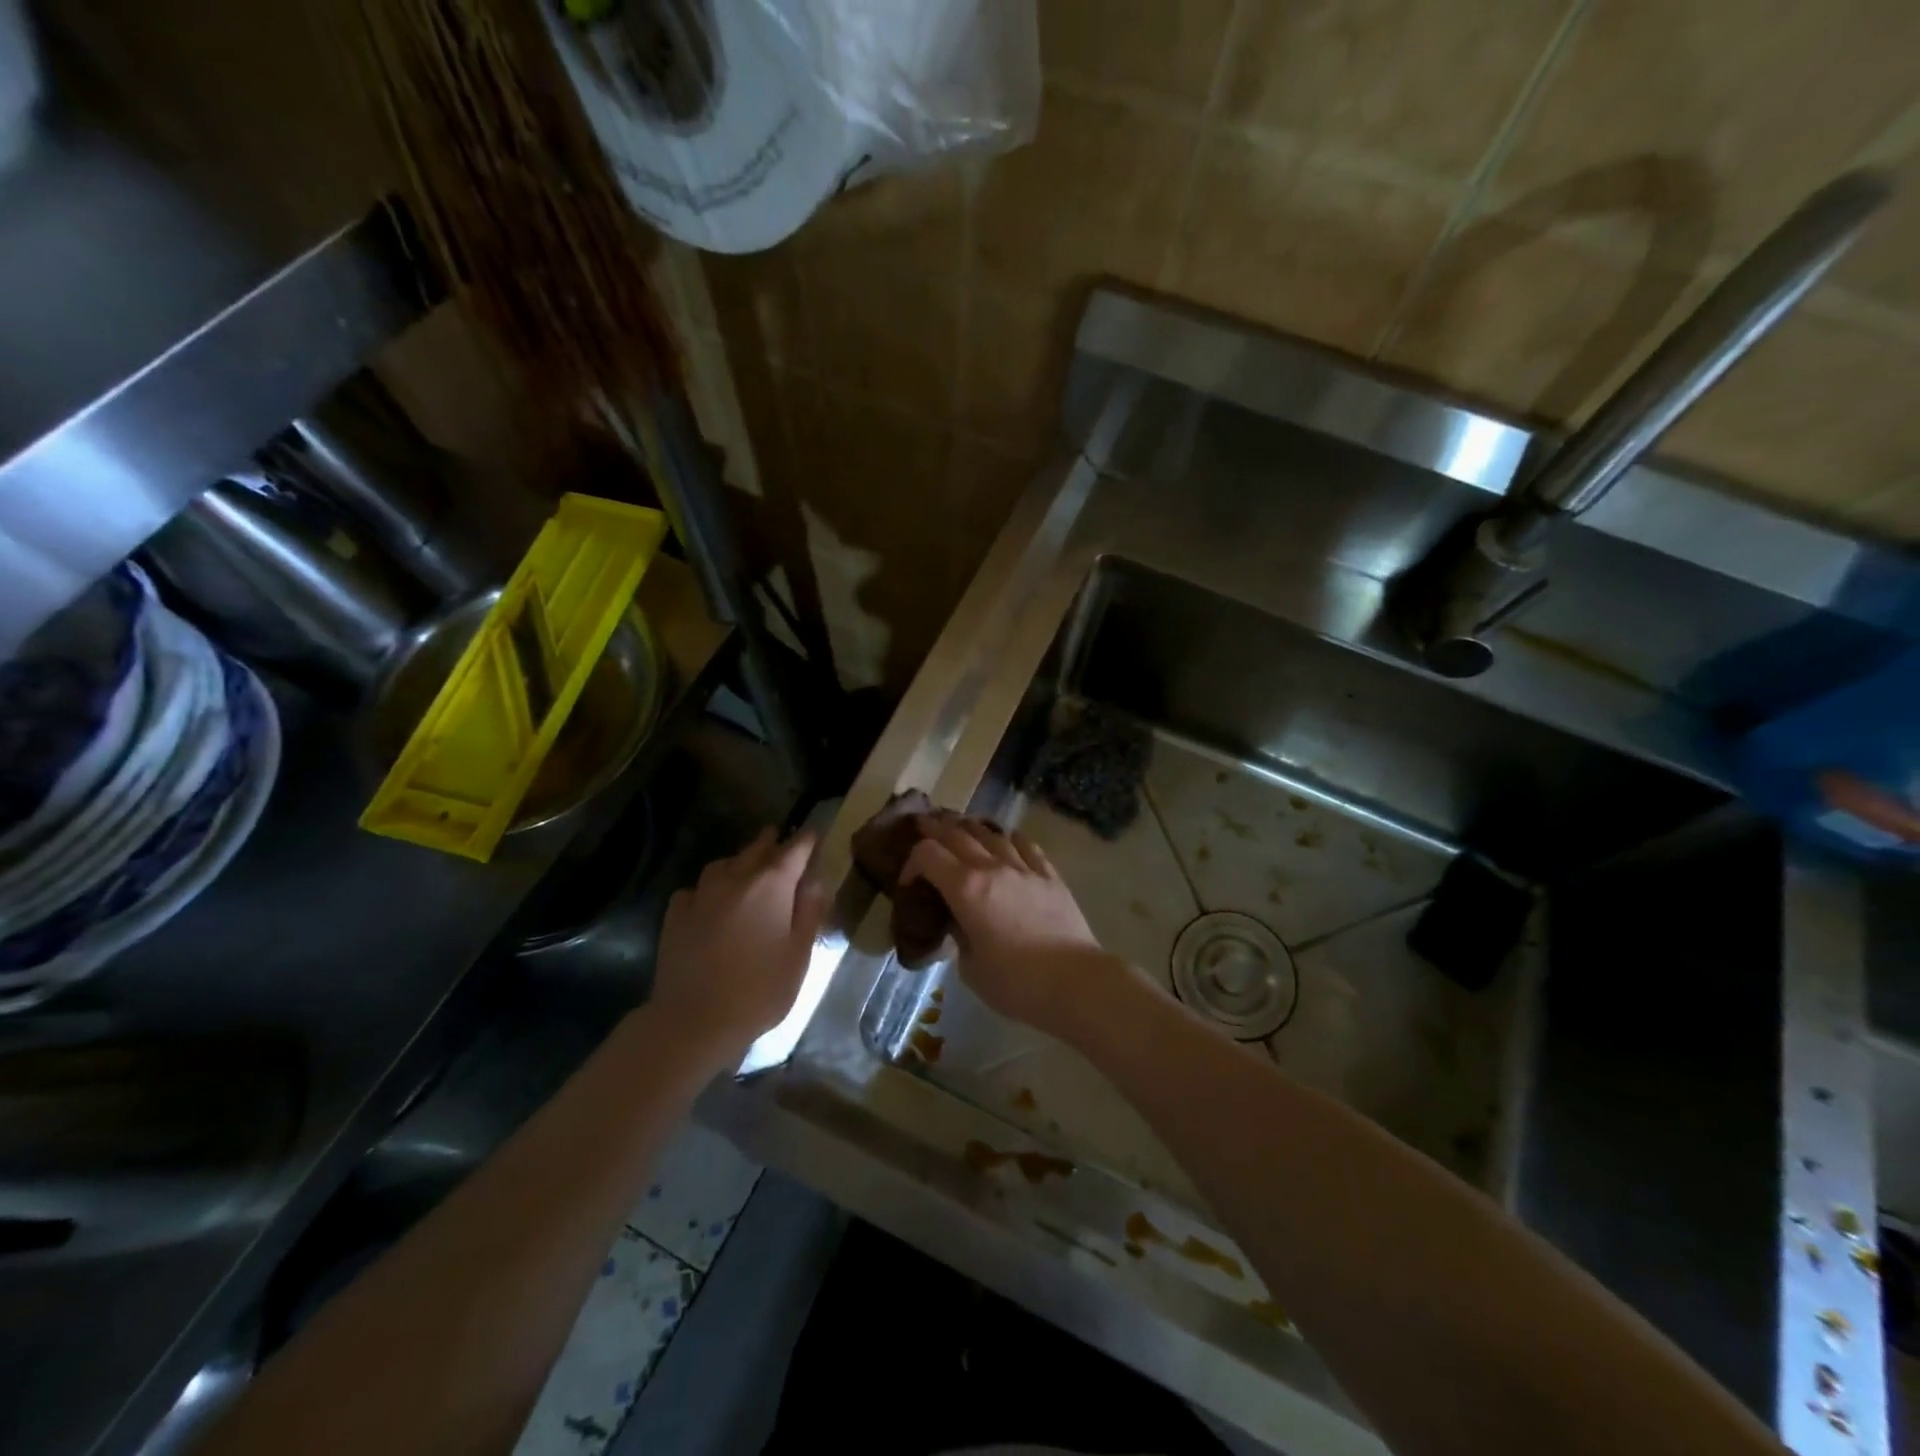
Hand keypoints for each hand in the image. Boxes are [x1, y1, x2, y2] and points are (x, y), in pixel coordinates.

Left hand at [652, 828, 828, 1065]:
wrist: (692, 1020)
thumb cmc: (758, 990)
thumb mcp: (799, 955)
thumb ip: (809, 913)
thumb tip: (816, 882)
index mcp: (772, 885)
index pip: (795, 850)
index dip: (807, 840)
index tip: (813, 833)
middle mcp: (735, 879)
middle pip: (756, 849)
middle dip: (771, 842)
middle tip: (779, 838)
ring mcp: (701, 894)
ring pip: (724, 864)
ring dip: (739, 861)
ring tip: (746, 867)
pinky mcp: (676, 914)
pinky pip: (697, 889)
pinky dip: (709, 888)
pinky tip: (711, 902)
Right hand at [901, 817, 1122, 1038]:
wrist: (1075, 982)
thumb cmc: (1016, 983)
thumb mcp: (970, 967)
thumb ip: (958, 935)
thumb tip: (958, 920)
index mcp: (966, 889)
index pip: (928, 855)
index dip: (911, 862)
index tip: (909, 882)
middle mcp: (992, 867)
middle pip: (957, 834)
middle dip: (935, 829)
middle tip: (923, 826)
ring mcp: (1024, 868)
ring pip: (992, 833)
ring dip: (971, 827)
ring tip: (961, 826)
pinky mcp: (1050, 875)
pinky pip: (1026, 845)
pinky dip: (1009, 838)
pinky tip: (1006, 840)